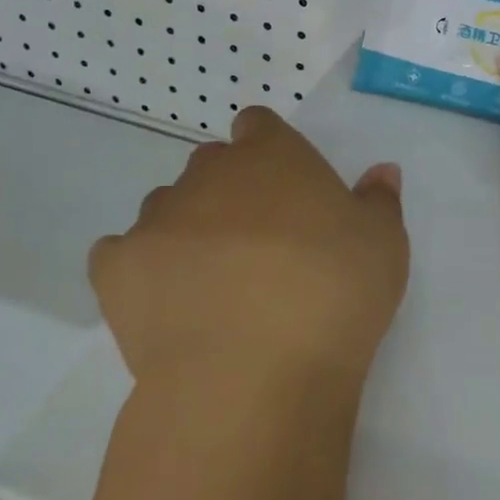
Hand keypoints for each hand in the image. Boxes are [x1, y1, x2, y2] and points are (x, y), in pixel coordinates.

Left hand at [89, 106, 408, 398]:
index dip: (268, 150)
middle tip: (258, 242)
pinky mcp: (116, 268)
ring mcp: (156, 219)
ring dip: (187, 228)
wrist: (253, 374)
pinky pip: (122, 253)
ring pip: (167, 207)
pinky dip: (140, 270)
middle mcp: (209, 174)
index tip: (285, 188)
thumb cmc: (333, 294)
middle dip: (229, 191)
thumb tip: (381, 172)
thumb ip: (380, 201)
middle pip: (211, 166)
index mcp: (272, 156)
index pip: (258, 125)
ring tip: (213, 282)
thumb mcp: (384, 246)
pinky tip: (166, 304)